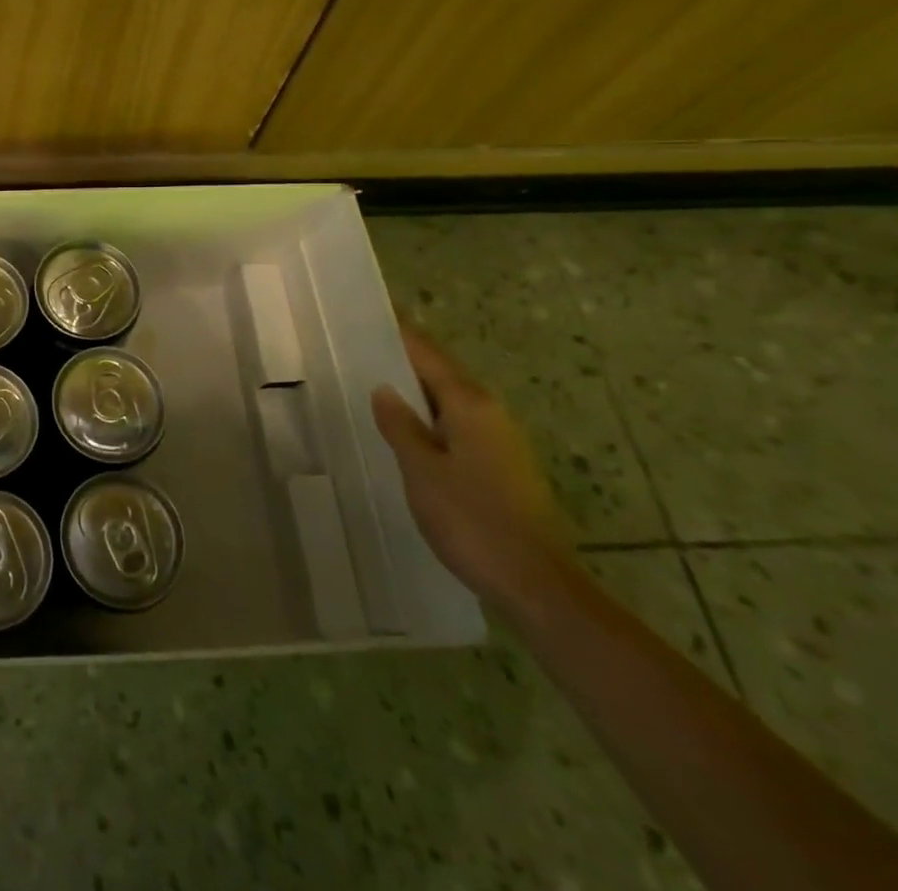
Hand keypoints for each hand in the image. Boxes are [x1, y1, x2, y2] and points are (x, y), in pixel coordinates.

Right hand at [371, 325, 580, 620]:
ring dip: (416, 392)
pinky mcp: (503, 469)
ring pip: (450, 402)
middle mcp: (491, 414)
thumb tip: (384, 389)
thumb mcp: (421, 469)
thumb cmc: (472, 519)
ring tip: (374, 386)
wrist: (536, 584)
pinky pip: (457, 427)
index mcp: (471, 405)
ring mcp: (502, 442)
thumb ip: (400, 425)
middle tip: (360, 349)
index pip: (428, 354)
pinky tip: (406, 433)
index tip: (372, 313)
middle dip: (405, 361)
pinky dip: (429, 419)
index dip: (399, 334)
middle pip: (441, 375)